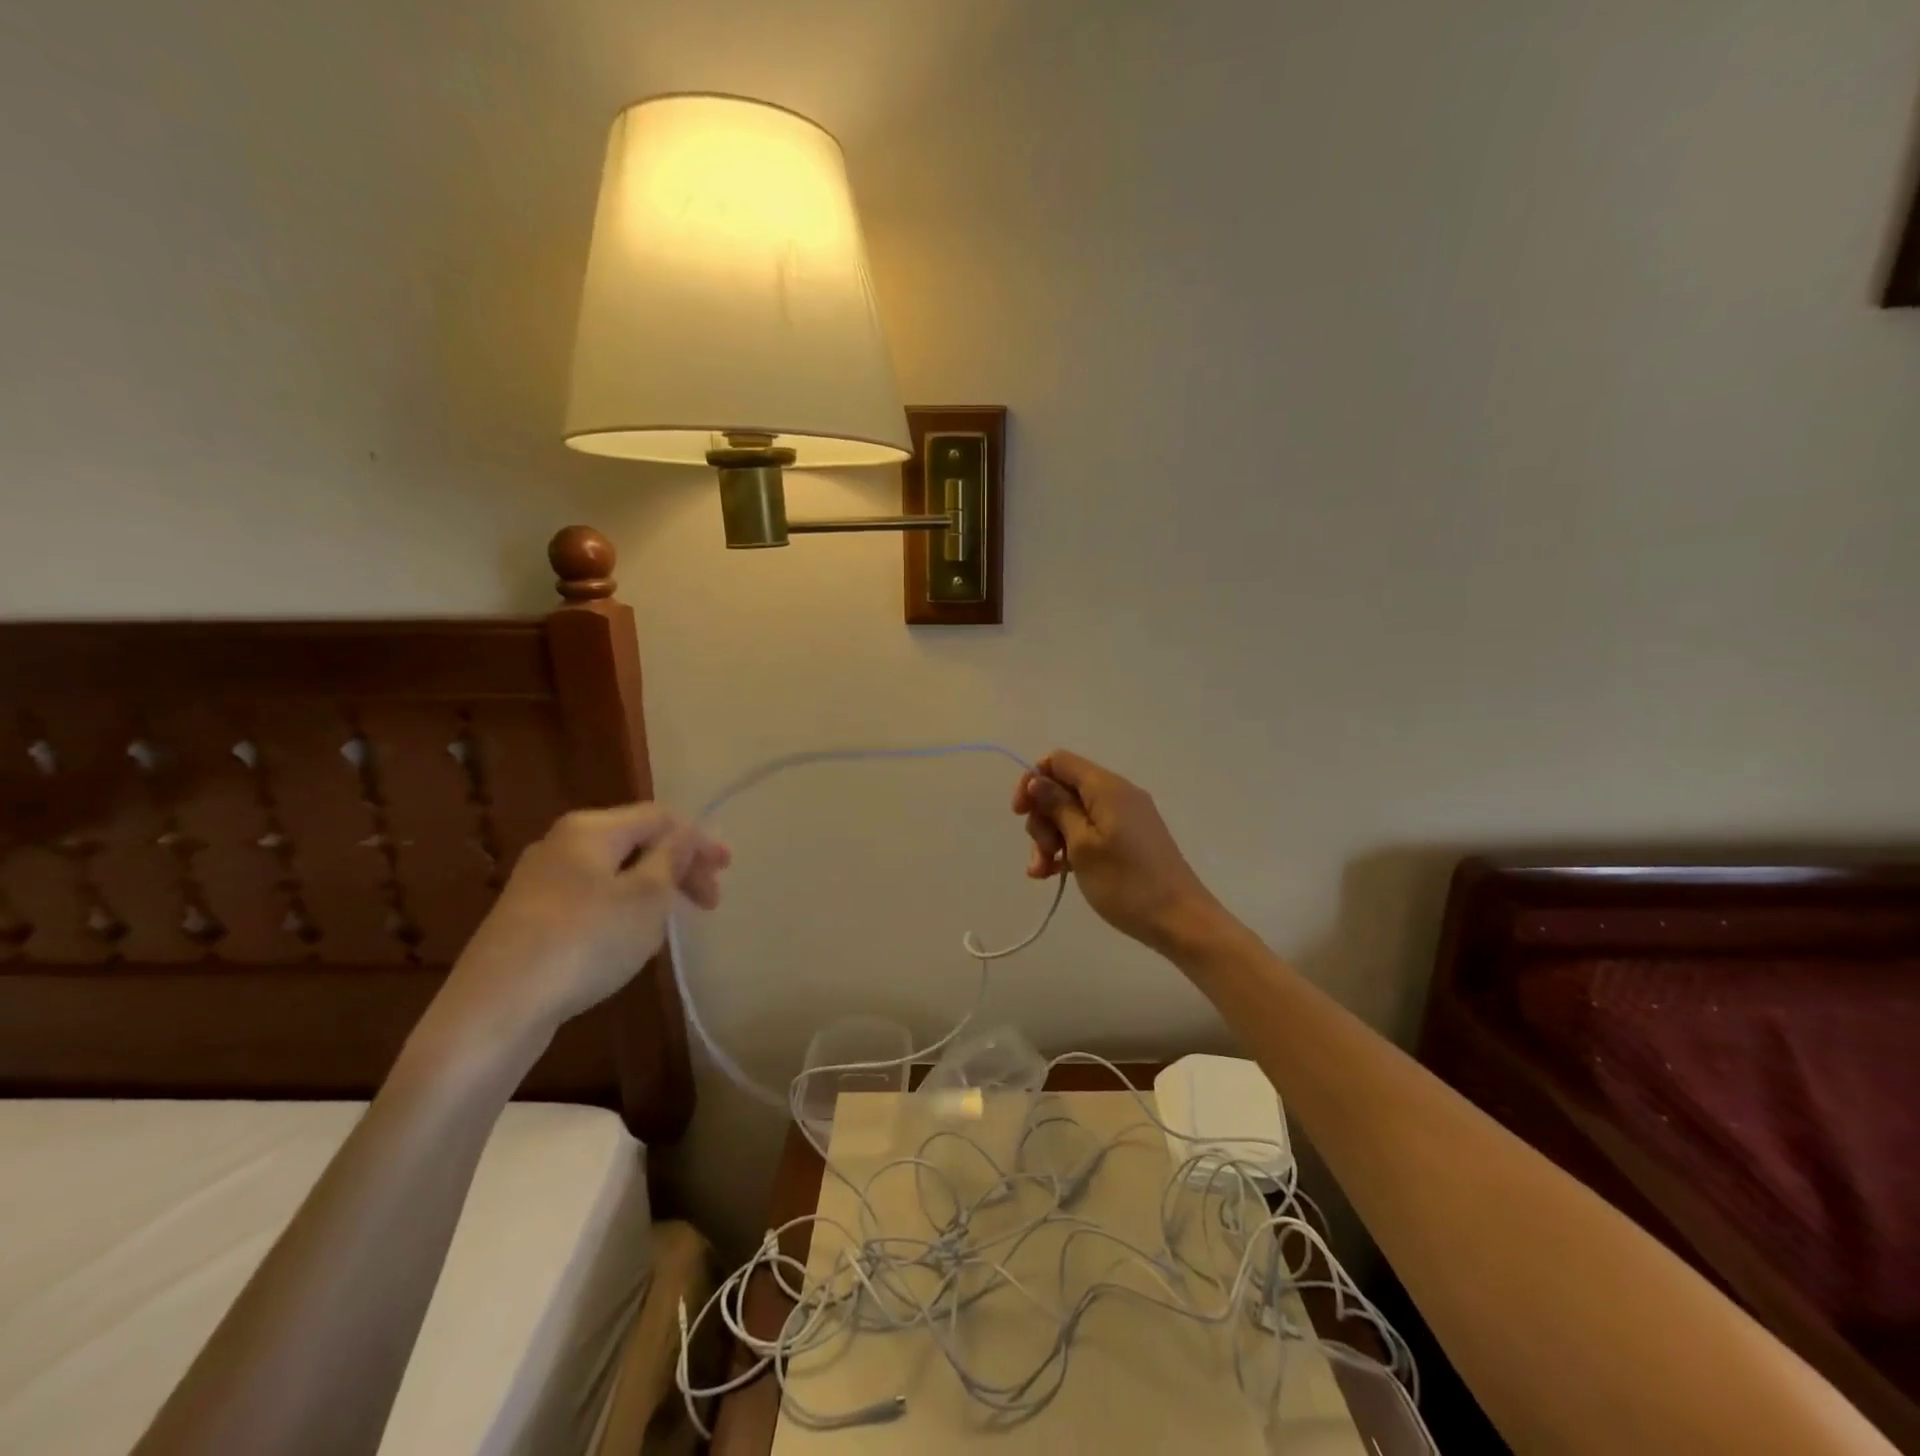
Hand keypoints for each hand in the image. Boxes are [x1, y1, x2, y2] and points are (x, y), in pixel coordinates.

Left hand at [433, 804, 729, 1046]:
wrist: (496, 1009)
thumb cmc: (584, 941)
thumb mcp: (645, 897)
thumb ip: (671, 859)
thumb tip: (682, 836)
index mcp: (590, 829)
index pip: (659, 817)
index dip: (698, 839)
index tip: (727, 870)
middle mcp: (561, 844)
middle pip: (636, 842)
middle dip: (678, 866)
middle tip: (709, 901)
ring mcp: (540, 881)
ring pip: (614, 873)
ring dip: (653, 890)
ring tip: (671, 924)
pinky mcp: (529, 917)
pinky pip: (592, 898)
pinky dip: (623, 909)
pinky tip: (629, 942)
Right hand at [1013, 751, 1227, 954]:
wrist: (1180, 920)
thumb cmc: (1125, 882)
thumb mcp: (1082, 844)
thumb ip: (1057, 807)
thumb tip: (1037, 779)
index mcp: (1106, 787)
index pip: (1058, 761)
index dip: (1033, 781)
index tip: (1020, 813)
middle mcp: (1117, 793)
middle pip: (1064, 789)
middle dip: (1043, 818)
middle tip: (1042, 853)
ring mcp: (1125, 816)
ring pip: (1074, 813)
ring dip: (1053, 838)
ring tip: (1044, 872)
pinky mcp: (1130, 838)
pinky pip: (1091, 831)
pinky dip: (1071, 847)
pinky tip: (1054, 874)